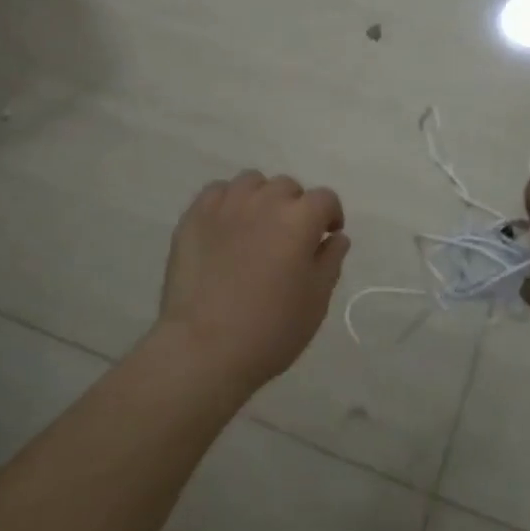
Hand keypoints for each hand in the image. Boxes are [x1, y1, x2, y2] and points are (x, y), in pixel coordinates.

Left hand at [156, 171, 349, 394]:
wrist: (204, 348)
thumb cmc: (271, 329)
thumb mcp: (316, 300)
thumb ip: (330, 260)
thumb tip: (335, 237)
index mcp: (300, 218)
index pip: (325, 199)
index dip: (330, 216)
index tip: (327, 237)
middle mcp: (264, 200)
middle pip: (288, 187)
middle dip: (296, 207)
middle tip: (290, 238)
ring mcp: (226, 205)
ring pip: (252, 182)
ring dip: (262, 198)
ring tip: (257, 227)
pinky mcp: (194, 216)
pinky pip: (217, 192)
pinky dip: (228, 202)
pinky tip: (226, 228)